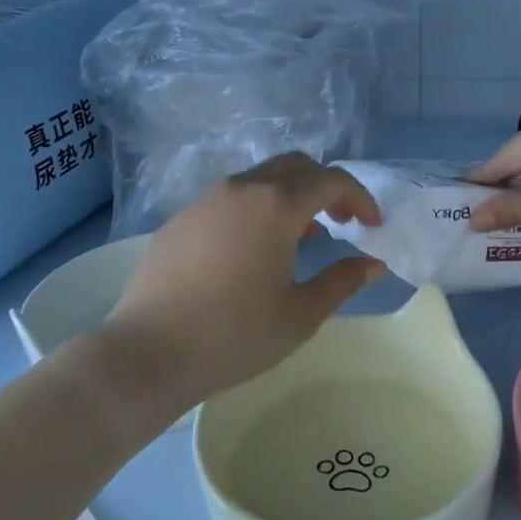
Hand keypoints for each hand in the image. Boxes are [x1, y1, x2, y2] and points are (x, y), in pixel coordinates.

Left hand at [100, 154, 385, 412]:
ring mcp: (206, 200)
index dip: (359, 197)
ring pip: (261, 178)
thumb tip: (373, 264)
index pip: (331, 180)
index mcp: (276, 205)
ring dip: (290, 196)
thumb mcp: (300, 315)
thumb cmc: (233, 336)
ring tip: (301, 237)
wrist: (147, 353)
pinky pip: (230, 199)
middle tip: (341, 222)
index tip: (371, 225)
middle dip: (326, 187)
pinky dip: (256, 209)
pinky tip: (251, 251)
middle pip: (296, 166)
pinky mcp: (181, 218)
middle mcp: (242, 189)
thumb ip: (343, 282)